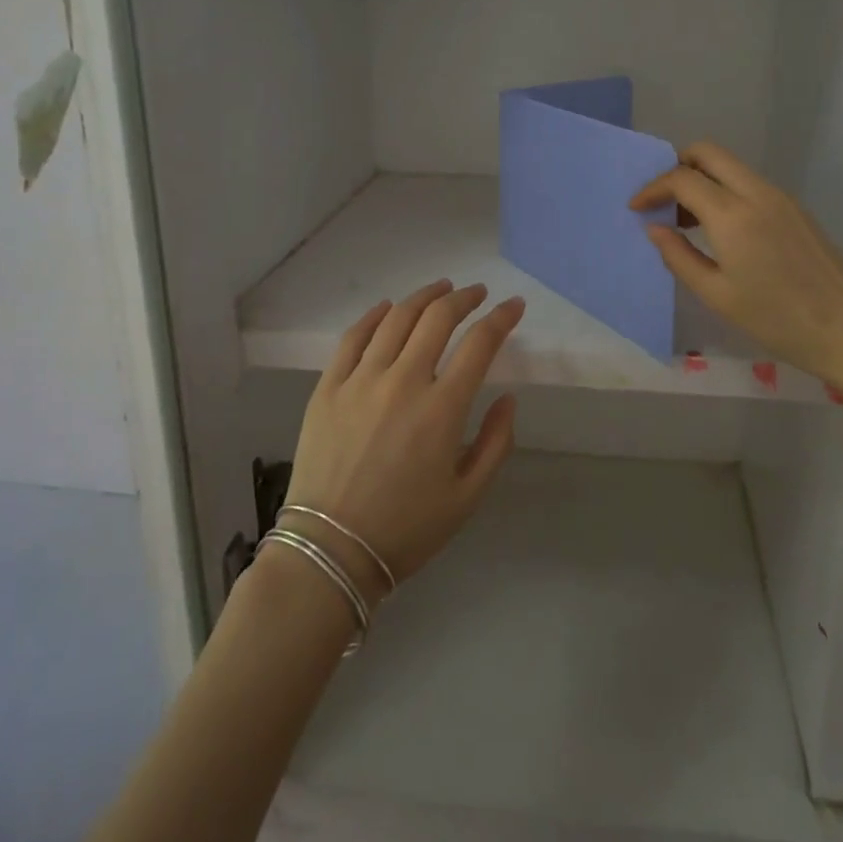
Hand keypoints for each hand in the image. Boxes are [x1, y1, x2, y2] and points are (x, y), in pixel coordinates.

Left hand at [284, 280, 524, 593]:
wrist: (330, 552)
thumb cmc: (406, 529)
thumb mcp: (468, 497)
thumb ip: (496, 442)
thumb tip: (508, 397)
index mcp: (442, 409)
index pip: (480, 343)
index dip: (502, 318)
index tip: (514, 306)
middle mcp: (403, 381)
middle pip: (438, 318)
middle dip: (464, 298)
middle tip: (477, 293)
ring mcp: (361, 380)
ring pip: (397, 318)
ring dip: (424, 297)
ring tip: (440, 289)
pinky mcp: (328, 387)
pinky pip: (353, 337)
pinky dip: (373, 315)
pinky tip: (387, 308)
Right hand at [630, 142, 842, 399]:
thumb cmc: (778, 320)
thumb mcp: (718, 295)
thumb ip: (679, 257)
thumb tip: (654, 228)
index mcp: (733, 215)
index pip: (682, 178)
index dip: (653, 188)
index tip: (636, 208)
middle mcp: (757, 193)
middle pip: (708, 153)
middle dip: (677, 166)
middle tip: (662, 201)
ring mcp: (781, 197)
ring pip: (731, 166)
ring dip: (702, 179)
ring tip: (686, 221)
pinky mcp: (796, 209)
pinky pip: (749, 183)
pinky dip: (725, 191)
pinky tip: (720, 230)